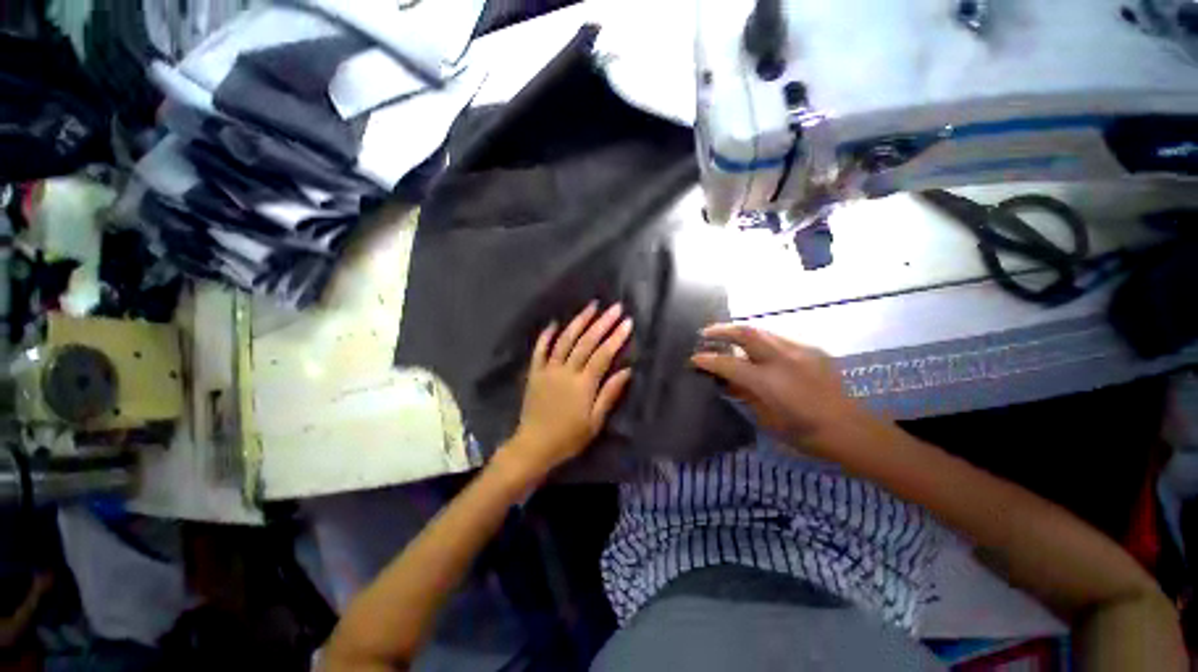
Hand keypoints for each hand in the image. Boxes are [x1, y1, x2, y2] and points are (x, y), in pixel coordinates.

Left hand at [500, 302, 632, 479]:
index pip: (603, 354)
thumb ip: (609, 394)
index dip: (616, 337)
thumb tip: (627, 370)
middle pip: (586, 341)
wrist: (534, 445)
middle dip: (602, 322)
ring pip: (565, 340)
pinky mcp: (535, 372)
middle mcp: (566, 371)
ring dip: (578, 321)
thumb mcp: (595, 421)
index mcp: (583, 384)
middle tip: (615, 307)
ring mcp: (548, 369)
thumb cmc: (569, 437)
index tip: (627, 322)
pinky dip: (546, 335)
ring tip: (591, 306)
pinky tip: (554, 323)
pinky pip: (540, 350)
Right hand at [691, 323, 877, 458]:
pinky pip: (779, 339)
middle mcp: (782, 359)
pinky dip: (762, 341)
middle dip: (721, 330)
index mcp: (768, 381)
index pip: (729, 364)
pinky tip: (759, 352)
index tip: (694, 359)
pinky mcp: (812, 350)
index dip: (708, 360)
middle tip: (705, 333)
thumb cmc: (804, 433)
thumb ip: (745, 394)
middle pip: (746, 333)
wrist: (850, 430)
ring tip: (728, 338)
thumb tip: (727, 381)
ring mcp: (800, 351)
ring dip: (741, 333)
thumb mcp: (766, 419)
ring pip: (763, 331)